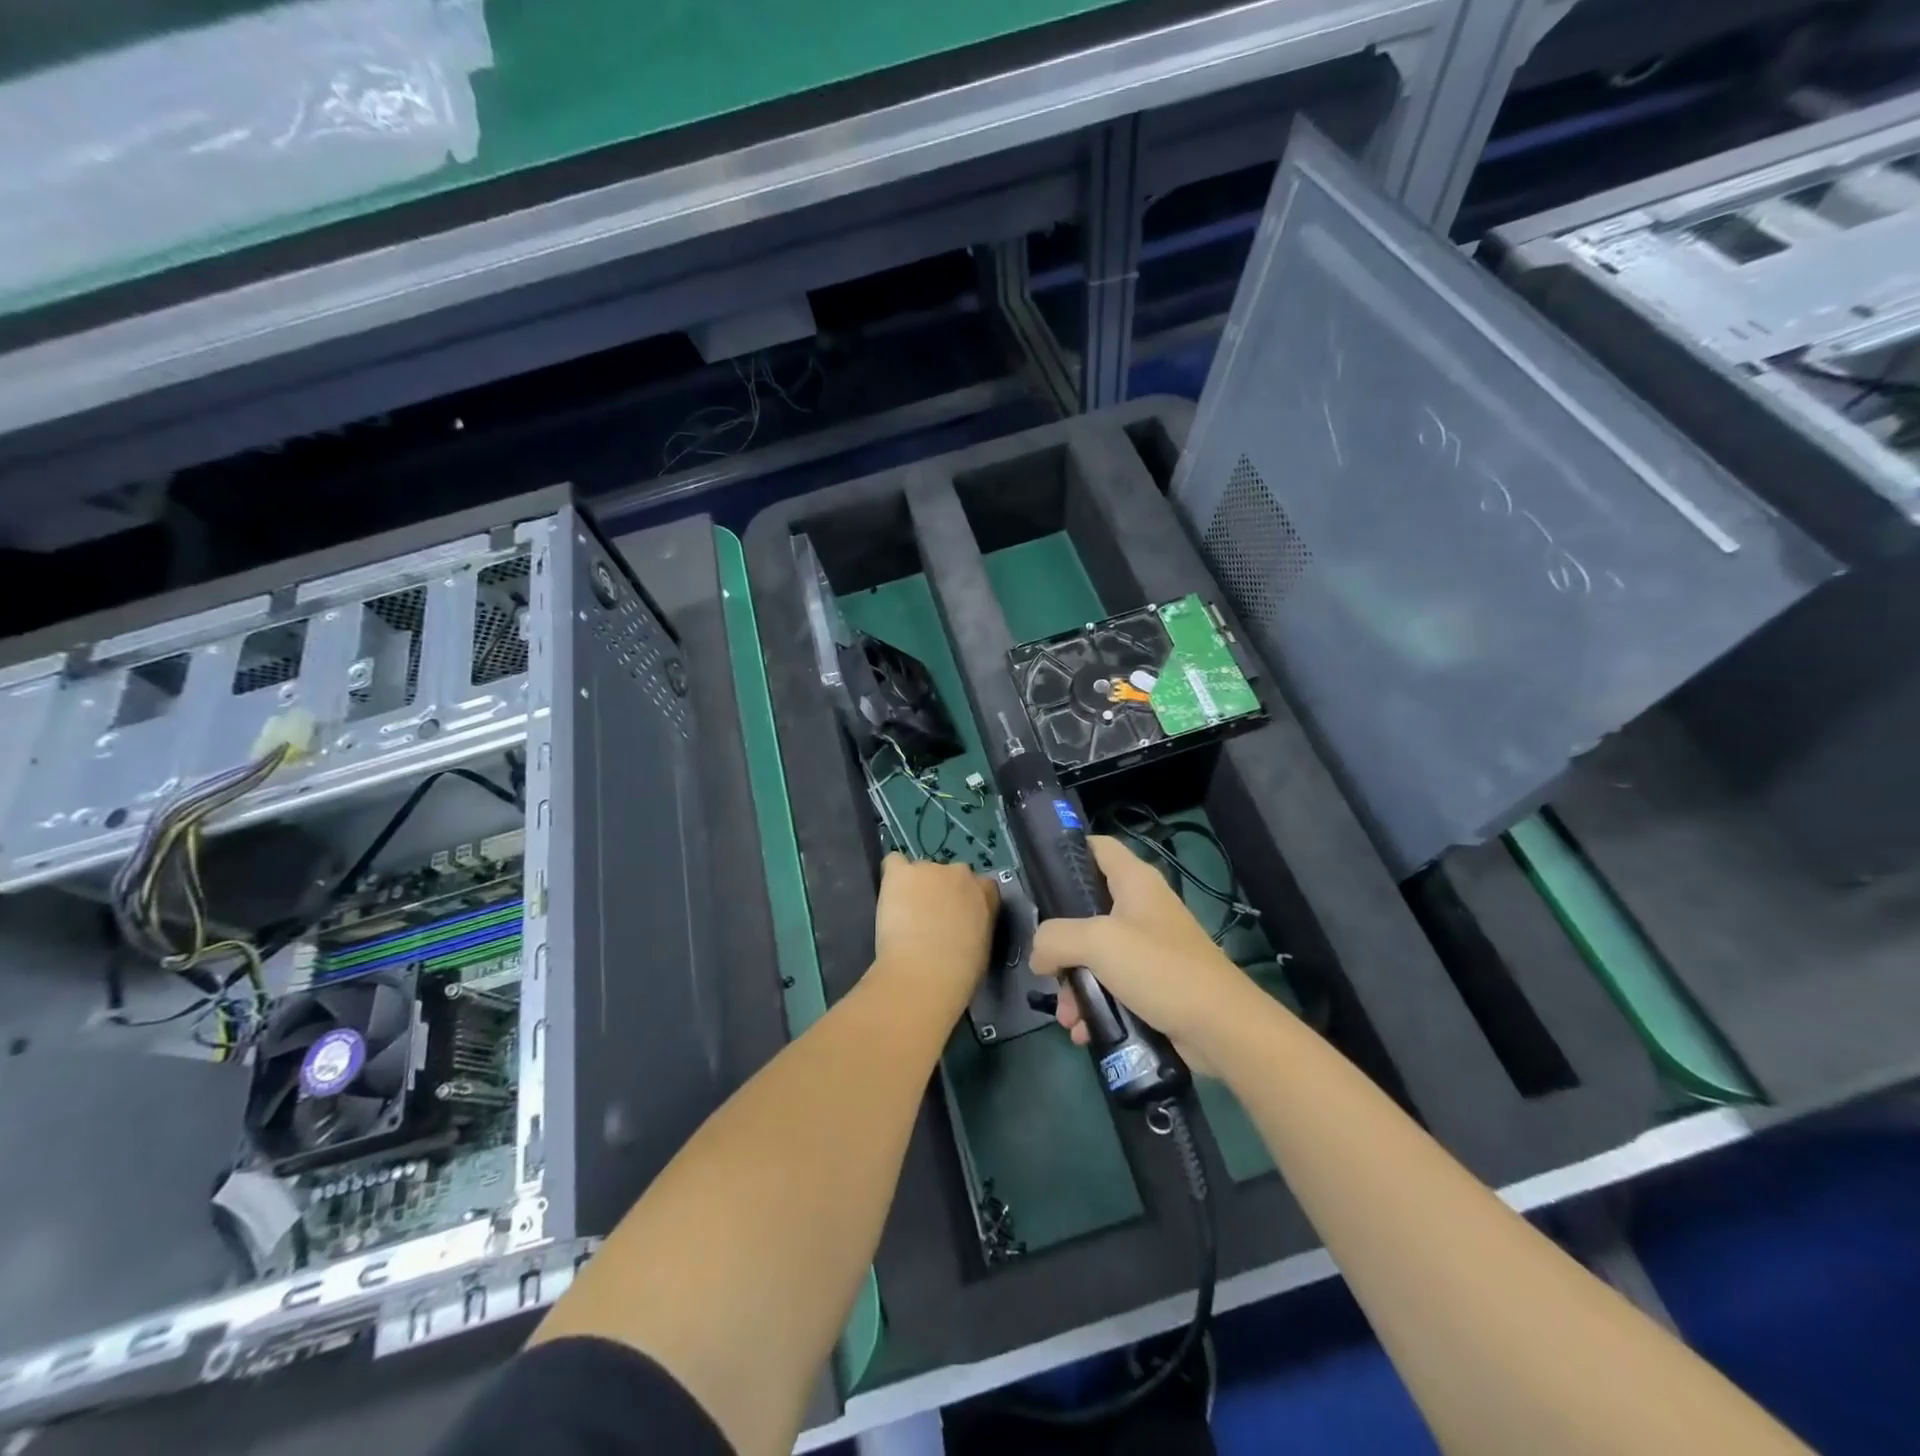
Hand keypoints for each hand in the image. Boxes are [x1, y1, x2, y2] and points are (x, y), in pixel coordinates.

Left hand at [872, 854, 999, 1000]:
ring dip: (915, 887)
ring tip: (905, 916)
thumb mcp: (982, 944)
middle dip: (940, 891)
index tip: (957, 917)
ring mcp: (929, 869)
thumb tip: (964, 924)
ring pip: (920, 872)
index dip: (965, 900)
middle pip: (949, 874)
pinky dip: (892, 877)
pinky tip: (889, 896)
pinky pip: (893, 863)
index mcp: (986, 891)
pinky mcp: (901, 873)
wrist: (927, 971)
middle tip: (930, 918)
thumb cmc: (961, 970)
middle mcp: (961, 872)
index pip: (980, 884)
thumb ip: (976, 923)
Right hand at [1030, 835, 1255, 1058]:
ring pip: (1096, 953)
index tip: (1038, 877)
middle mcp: (1142, 907)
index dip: (1067, 852)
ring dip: (1075, 982)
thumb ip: (1056, 938)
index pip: (1097, 846)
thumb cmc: (1159, 968)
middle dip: (1061, 940)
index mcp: (1134, 882)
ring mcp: (1150, 945)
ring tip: (1066, 1015)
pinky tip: (1083, 1029)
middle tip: (1045, 963)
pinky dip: (1096, 1003)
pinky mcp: (1155, 981)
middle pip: (1088, 908)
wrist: (1221, 1027)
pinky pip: (1113, 984)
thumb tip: (1039, 954)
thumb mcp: (1098, 943)